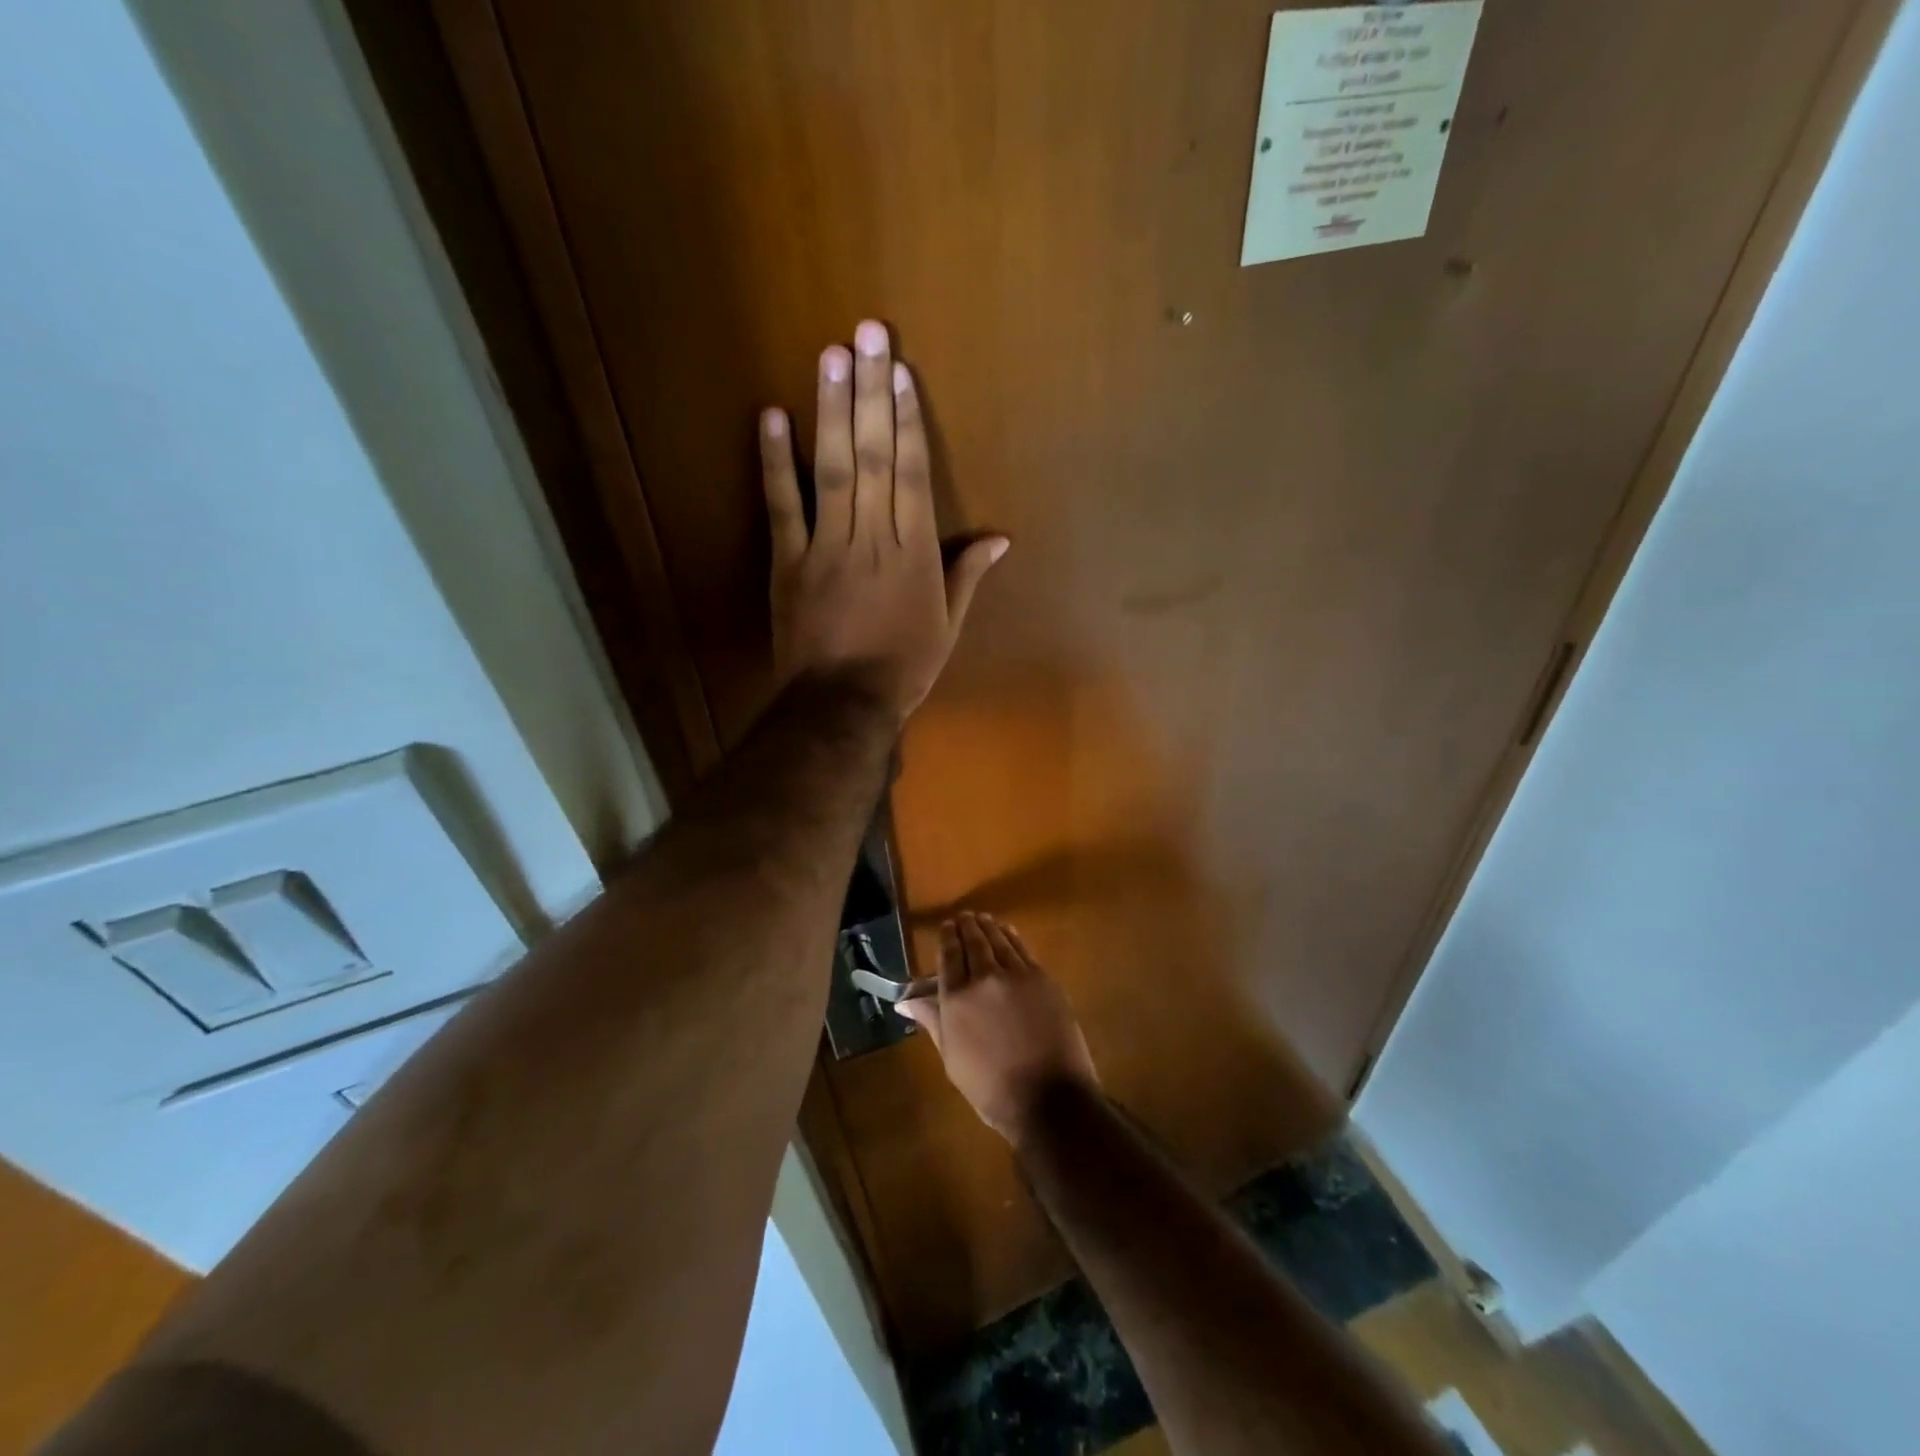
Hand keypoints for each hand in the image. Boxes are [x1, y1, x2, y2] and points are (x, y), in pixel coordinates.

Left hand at [761, 321, 1006, 720]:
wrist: (842, 704)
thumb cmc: (903, 668)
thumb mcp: (947, 626)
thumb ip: (967, 576)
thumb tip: (1000, 539)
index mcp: (914, 553)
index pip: (911, 474)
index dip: (907, 420)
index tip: (901, 373)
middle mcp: (872, 537)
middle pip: (873, 456)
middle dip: (872, 392)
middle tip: (868, 333)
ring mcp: (826, 546)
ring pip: (832, 468)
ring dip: (831, 410)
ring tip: (832, 354)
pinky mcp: (788, 561)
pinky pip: (782, 505)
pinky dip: (775, 461)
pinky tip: (772, 415)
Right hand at [895, 911, 1099, 1143]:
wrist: (1049, 1098)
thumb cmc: (992, 1088)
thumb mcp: (952, 1058)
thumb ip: (932, 1020)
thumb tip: (905, 1000)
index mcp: (956, 999)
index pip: (949, 956)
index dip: (947, 938)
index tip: (946, 927)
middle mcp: (984, 978)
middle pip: (973, 942)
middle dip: (966, 926)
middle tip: (963, 917)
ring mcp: (1016, 975)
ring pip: (998, 940)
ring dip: (988, 926)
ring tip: (981, 918)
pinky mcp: (1042, 978)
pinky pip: (1022, 949)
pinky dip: (1012, 936)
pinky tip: (1008, 932)